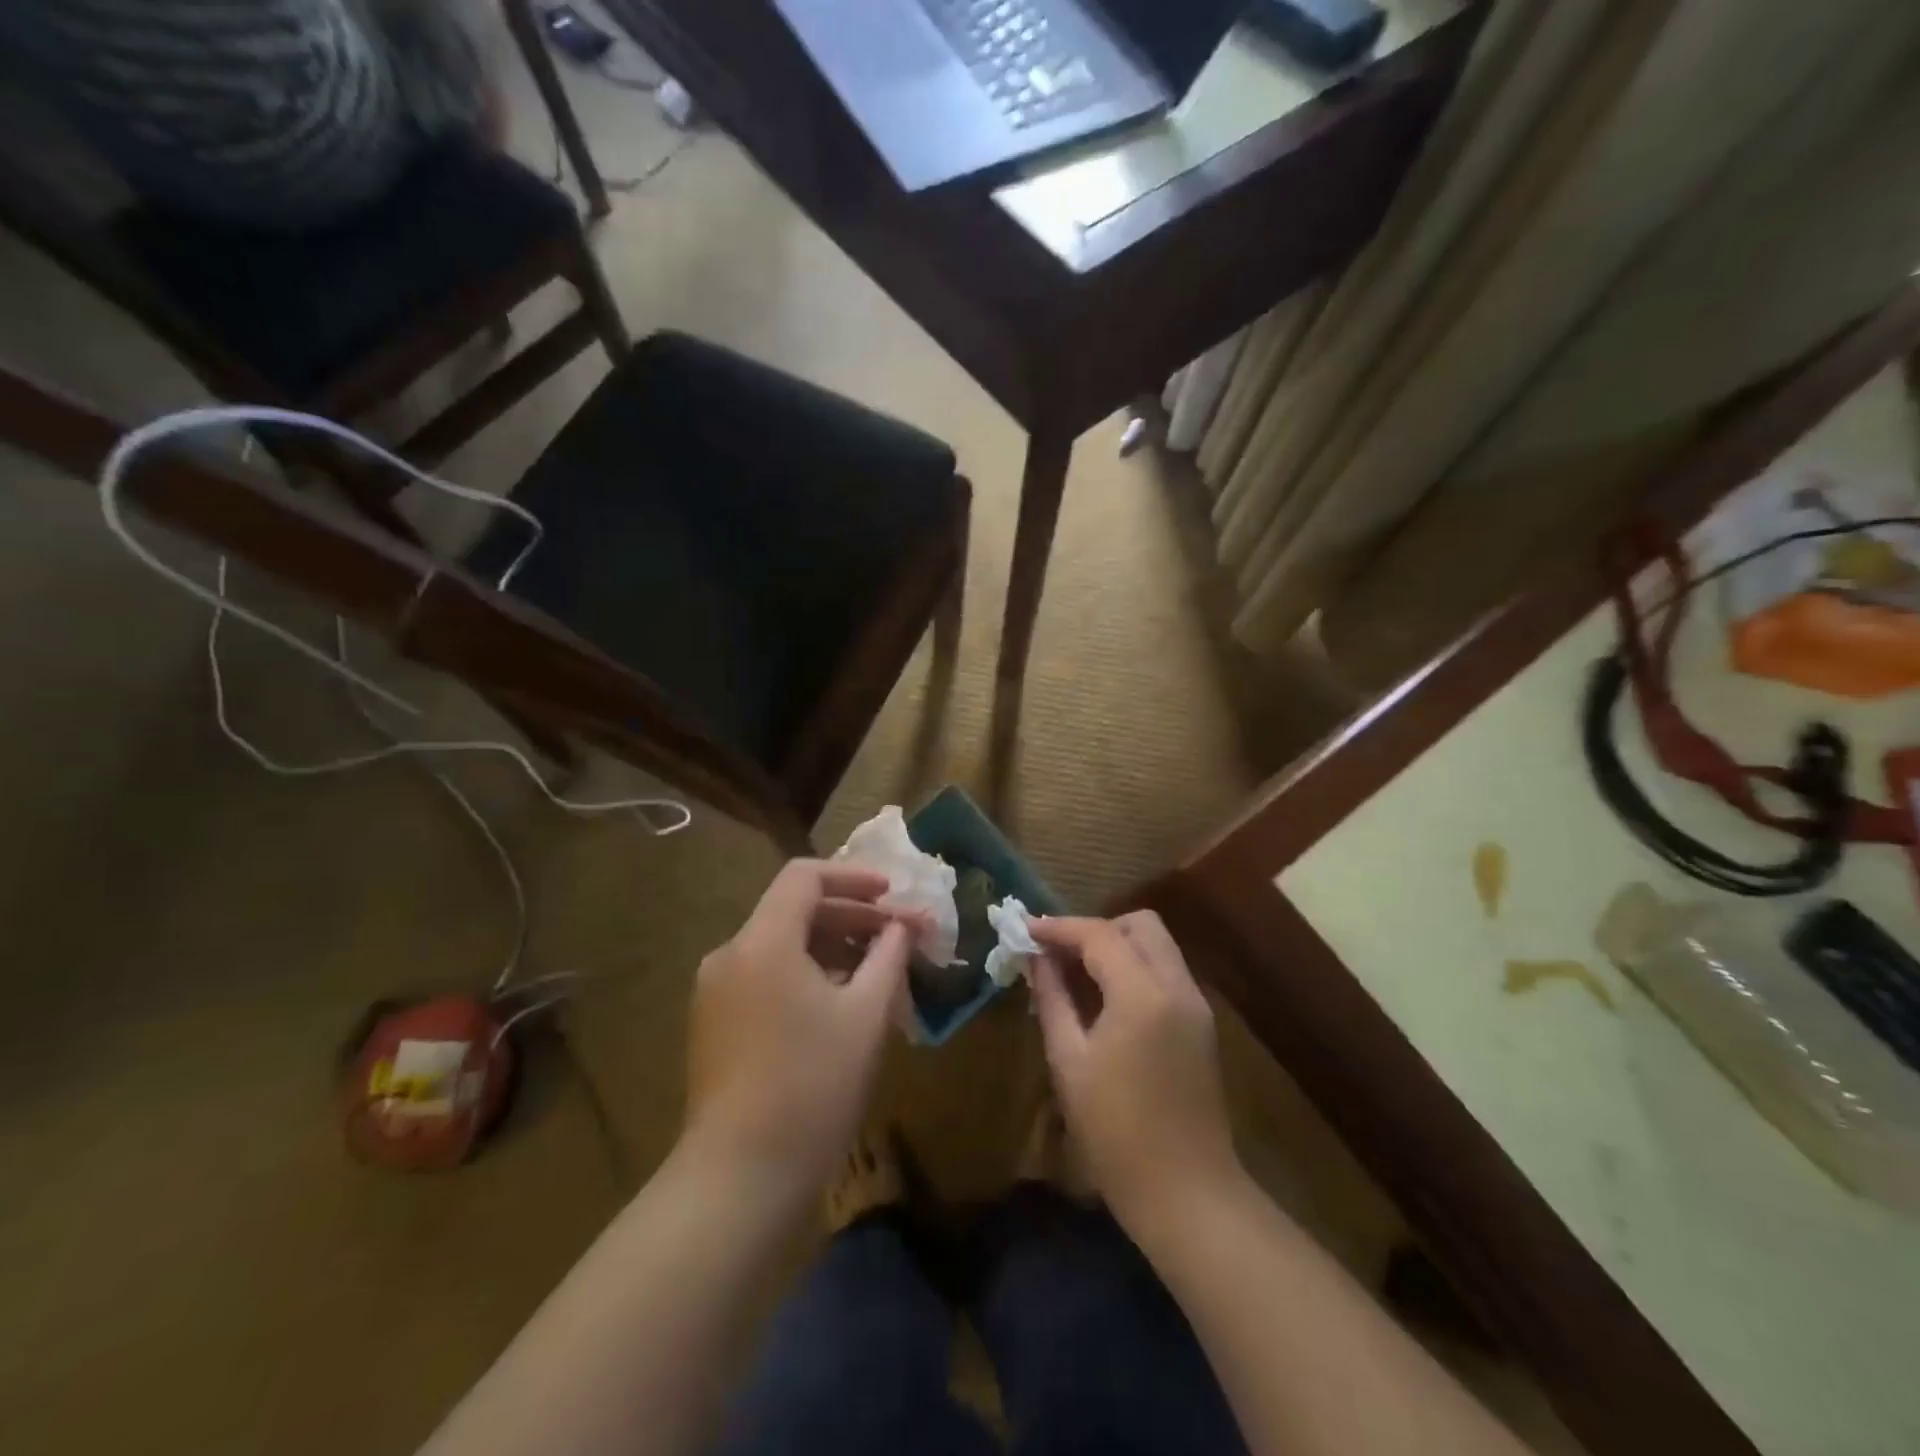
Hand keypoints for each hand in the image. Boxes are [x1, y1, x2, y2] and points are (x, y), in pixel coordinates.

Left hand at [685, 860, 914, 1198]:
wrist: (740, 1177)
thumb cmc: (813, 1085)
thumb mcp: (865, 1015)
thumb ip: (888, 957)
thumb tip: (901, 928)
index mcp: (763, 941)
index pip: (804, 877)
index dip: (853, 877)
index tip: (892, 895)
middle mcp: (730, 954)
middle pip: (793, 910)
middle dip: (850, 915)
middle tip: (897, 935)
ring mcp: (716, 991)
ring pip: (780, 945)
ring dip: (831, 947)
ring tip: (876, 971)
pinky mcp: (714, 1023)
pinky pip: (766, 975)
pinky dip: (805, 973)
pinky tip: (839, 1003)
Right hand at [1030, 911, 1241, 1234]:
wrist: (1187, 1193)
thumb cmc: (1116, 1132)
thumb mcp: (1069, 1062)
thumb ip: (1052, 999)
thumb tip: (1036, 959)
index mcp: (1143, 994)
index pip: (1099, 934)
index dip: (1059, 927)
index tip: (1025, 929)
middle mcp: (1177, 986)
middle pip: (1140, 924)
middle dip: (1096, 929)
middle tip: (1059, 953)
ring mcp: (1196, 1005)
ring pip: (1157, 945)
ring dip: (1117, 946)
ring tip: (1076, 974)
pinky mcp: (1201, 1025)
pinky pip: (1166, 972)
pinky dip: (1135, 968)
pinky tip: (1105, 998)